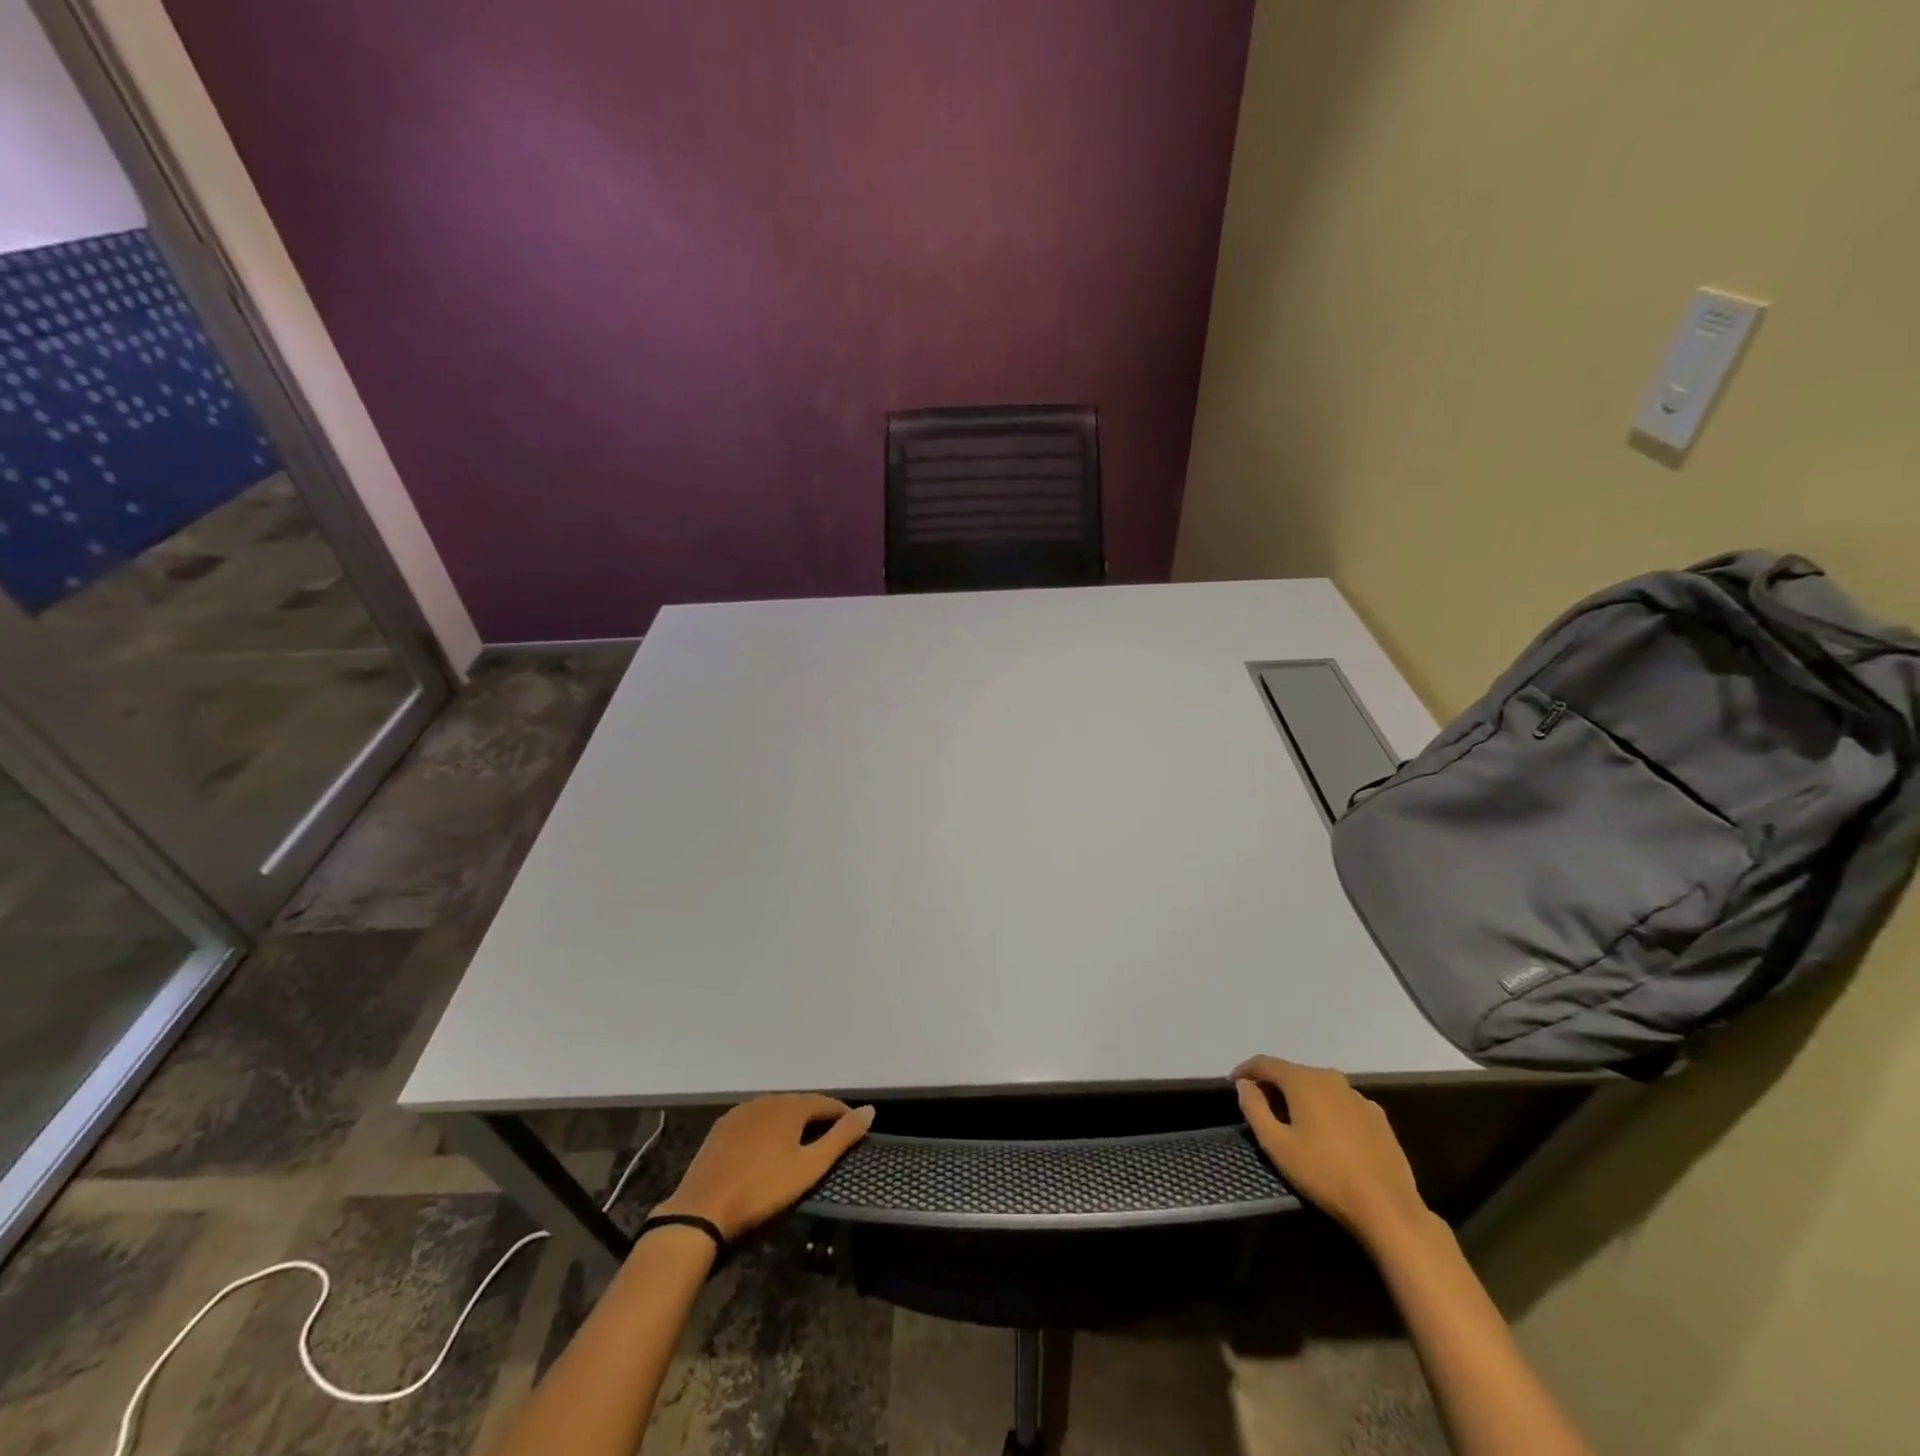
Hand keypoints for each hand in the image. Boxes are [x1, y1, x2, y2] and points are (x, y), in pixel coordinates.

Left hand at [654, 1094, 874, 1241]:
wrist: (702, 1210)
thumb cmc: (762, 1190)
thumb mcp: (809, 1168)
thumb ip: (841, 1137)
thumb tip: (870, 1110)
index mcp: (790, 1106)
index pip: (826, 1102)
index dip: (842, 1115)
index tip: (853, 1131)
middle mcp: (767, 1100)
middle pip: (801, 1104)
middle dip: (817, 1118)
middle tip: (828, 1141)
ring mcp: (742, 1111)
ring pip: (776, 1111)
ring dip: (792, 1123)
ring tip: (801, 1145)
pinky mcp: (723, 1127)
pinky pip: (755, 1120)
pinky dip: (768, 1129)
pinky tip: (767, 1148)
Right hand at [1233, 1056, 1429, 1244]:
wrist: (1388, 1208)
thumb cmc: (1325, 1174)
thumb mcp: (1277, 1145)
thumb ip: (1254, 1108)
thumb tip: (1245, 1084)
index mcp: (1304, 1081)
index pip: (1266, 1063)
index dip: (1246, 1070)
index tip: (1233, 1083)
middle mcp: (1331, 1078)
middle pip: (1292, 1073)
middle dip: (1273, 1084)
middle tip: (1260, 1105)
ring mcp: (1358, 1096)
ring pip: (1319, 1087)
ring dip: (1301, 1097)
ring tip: (1292, 1120)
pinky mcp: (1377, 1116)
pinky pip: (1341, 1103)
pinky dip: (1326, 1110)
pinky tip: (1327, 1134)